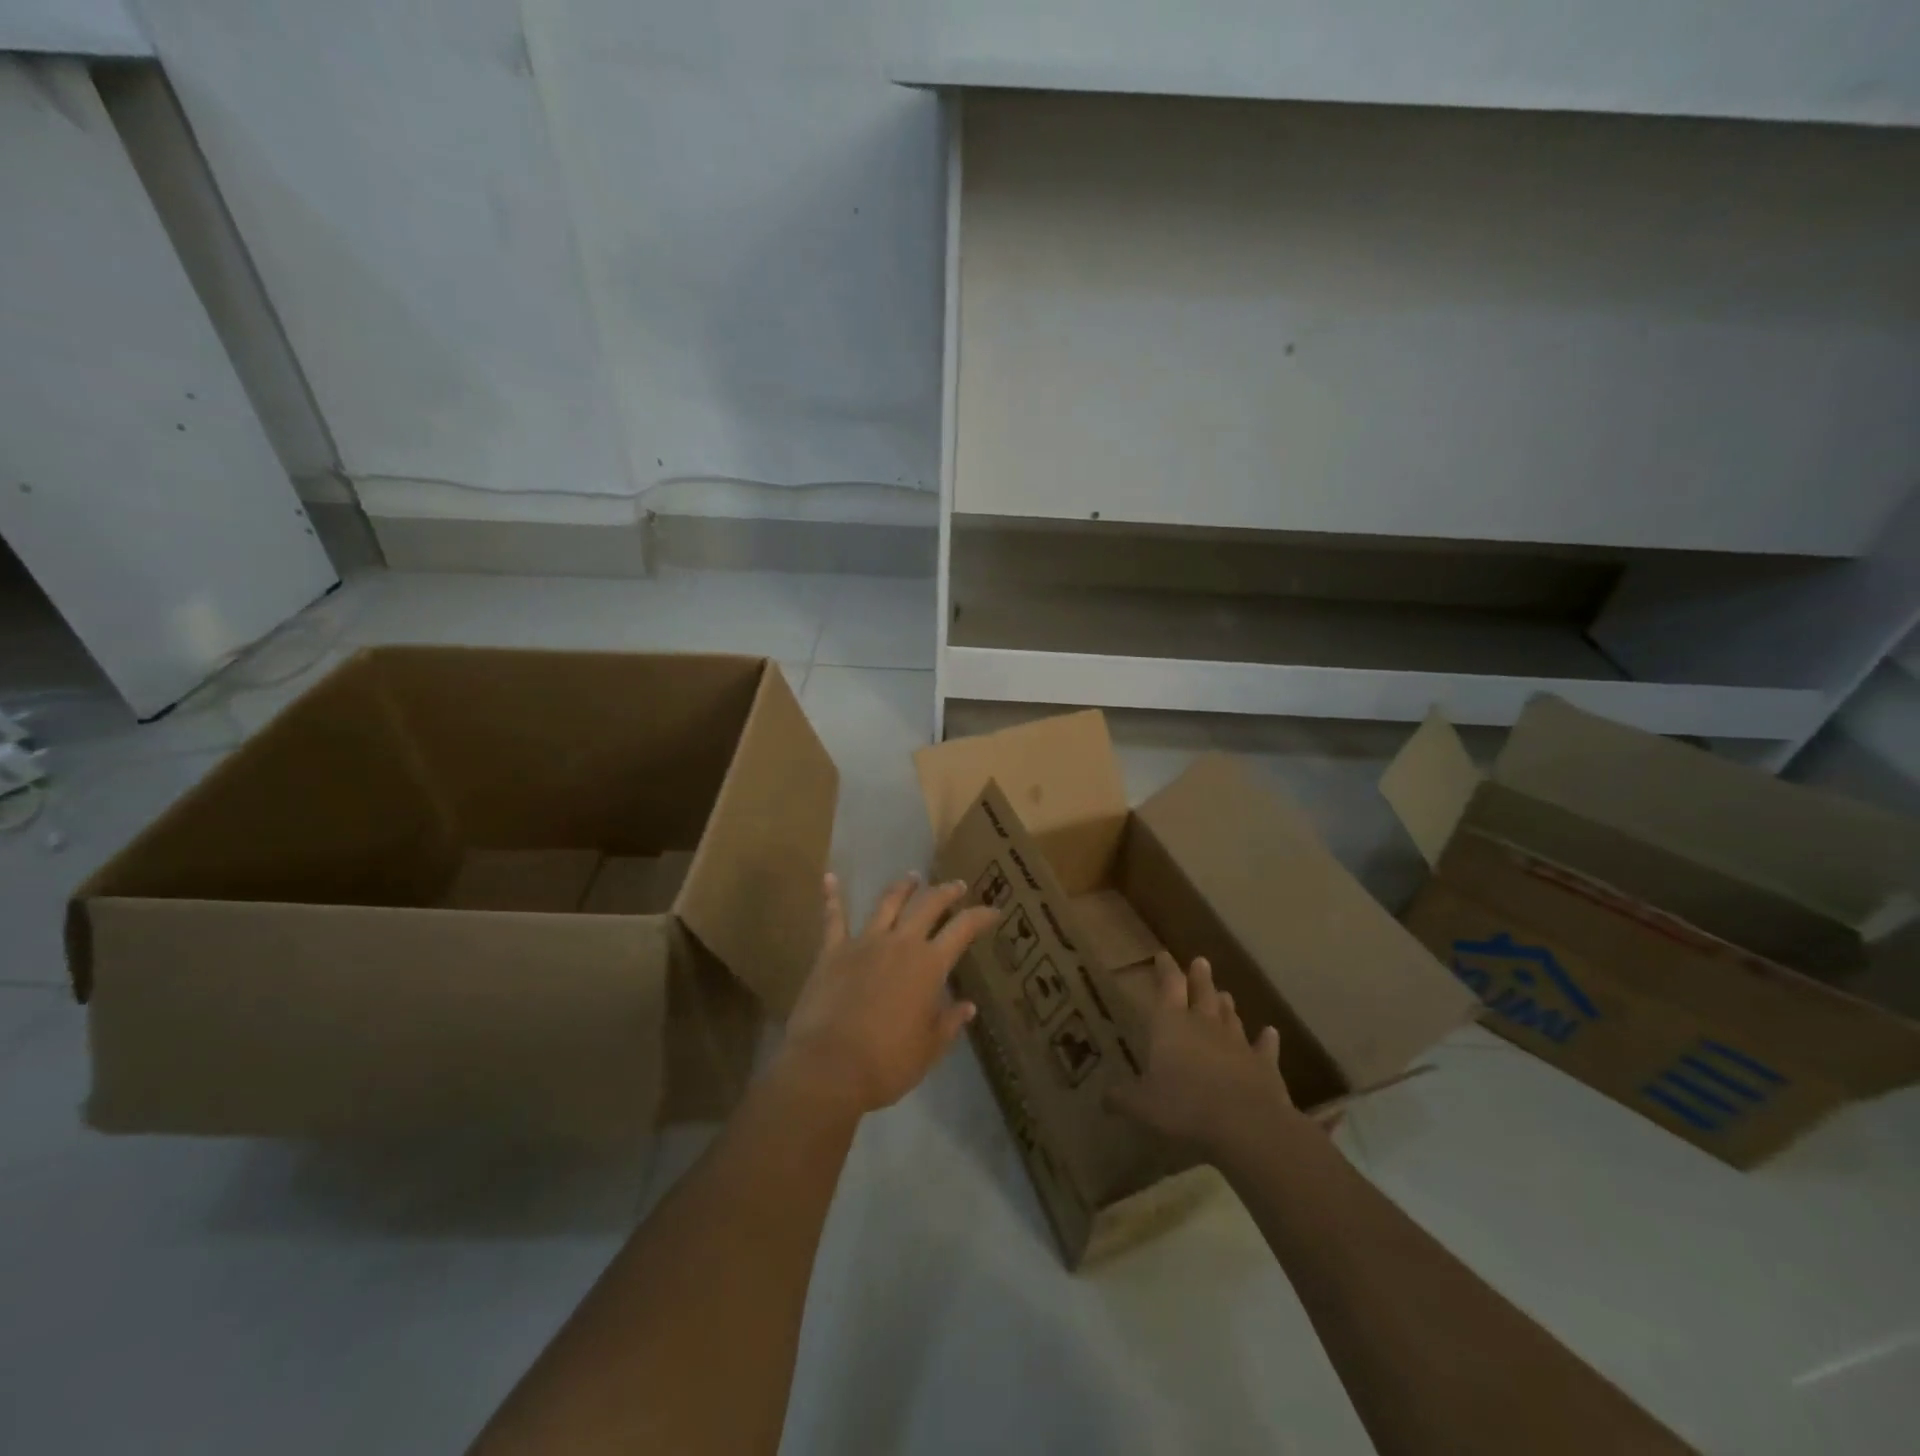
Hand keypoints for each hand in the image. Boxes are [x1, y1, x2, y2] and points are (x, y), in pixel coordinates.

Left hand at [775, 872, 998, 1115]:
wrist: (829, 1066)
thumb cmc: (887, 1063)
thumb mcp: (929, 1048)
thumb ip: (949, 1022)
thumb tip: (967, 1006)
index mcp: (929, 965)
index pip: (963, 929)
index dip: (981, 916)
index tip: (993, 911)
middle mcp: (900, 943)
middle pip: (927, 905)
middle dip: (945, 892)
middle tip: (956, 886)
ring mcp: (864, 942)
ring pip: (887, 903)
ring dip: (903, 888)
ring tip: (912, 878)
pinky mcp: (832, 951)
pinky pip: (833, 918)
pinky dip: (832, 897)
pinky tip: (830, 878)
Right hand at [1106, 952, 1300, 1153]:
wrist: (1246, 1124)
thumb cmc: (1185, 1107)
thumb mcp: (1141, 1105)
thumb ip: (1122, 1098)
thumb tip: (1103, 1098)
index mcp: (1171, 1024)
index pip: (1168, 986)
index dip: (1165, 970)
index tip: (1163, 955)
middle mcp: (1204, 1024)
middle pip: (1203, 992)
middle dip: (1200, 977)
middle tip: (1201, 961)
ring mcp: (1237, 1042)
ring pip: (1231, 1016)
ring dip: (1226, 1005)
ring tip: (1225, 994)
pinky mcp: (1264, 1064)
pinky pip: (1265, 1047)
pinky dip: (1266, 1039)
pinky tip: (1270, 1033)